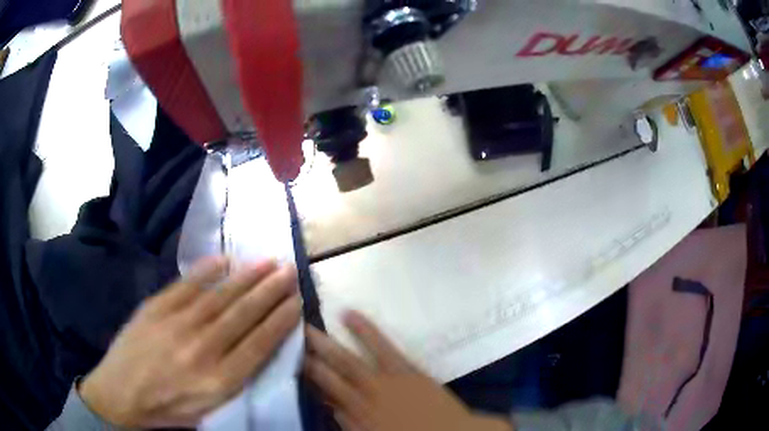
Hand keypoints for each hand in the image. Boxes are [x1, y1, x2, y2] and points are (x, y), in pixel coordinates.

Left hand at [79, 257, 301, 427]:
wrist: (121, 393)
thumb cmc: (169, 407)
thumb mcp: (209, 408)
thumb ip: (235, 381)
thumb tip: (258, 348)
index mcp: (219, 381)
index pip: (259, 344)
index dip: (280, 321)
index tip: (296, 301)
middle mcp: (202, 349)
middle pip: (243, 315)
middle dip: (270, 291)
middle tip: (289, 270)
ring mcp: (176, 324)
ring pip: (220, 296)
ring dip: (247, 277)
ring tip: (268, 261)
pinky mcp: (156, 308)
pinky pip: (187, 285)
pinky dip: (207, 271)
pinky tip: (225, 260)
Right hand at [304, 311, 512, 430]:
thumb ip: (350, 423)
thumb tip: (329, 404)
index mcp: (358, 415)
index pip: (324, 392)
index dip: (306, 375)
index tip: (291, 360)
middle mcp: (366, 396)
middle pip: (331, 374)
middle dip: (308, 355)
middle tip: (287, 335)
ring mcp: (386, 380)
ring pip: (350, 358)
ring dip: (327, 341)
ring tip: (307, 323)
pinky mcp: (406, 368)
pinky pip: (382, 346)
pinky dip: (365, 330)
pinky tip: (349, 315)